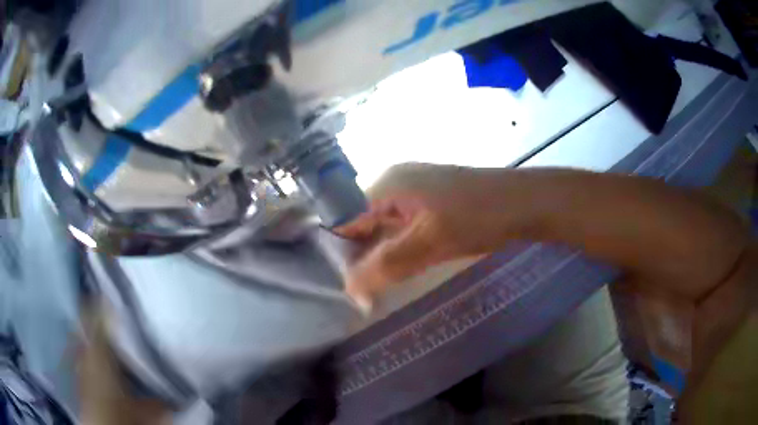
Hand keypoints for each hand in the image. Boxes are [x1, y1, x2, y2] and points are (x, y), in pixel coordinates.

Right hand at [336, 163, 520, 307]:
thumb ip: (387, 266)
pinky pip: (402, 227)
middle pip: (361, 222)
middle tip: (360, 293)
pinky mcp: (430, 202)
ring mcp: (414, 191)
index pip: (344, 218)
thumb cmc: (479, 217)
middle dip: (359, 256)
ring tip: (375, 287)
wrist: (526, 203)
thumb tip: (350, 292)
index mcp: (386, 184)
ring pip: (383, 227)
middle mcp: (394, 183)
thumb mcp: (429, 243)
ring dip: (379, 255)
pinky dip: (397, 249)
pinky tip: (400, 269)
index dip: (340, 252)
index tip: (344, 286)